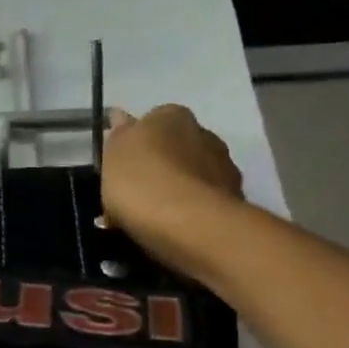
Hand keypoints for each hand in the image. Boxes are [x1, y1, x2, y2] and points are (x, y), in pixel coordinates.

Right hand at [100, 105, 243, 268]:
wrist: (190, 224)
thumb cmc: (142, 182)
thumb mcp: (114, 155)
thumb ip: (118, 135)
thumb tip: (121, 116)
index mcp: (172, 116)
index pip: (152, 122)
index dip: (136, 145)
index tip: (122, 169)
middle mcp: (204, 133)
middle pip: (175, 149)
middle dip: (160, 168)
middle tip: (136, 196)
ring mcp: (224, 166)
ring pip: (191, 176)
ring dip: (177, 190)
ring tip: (154, 220)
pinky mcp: (234, 199)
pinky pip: (203, 202)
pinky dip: (191, 213)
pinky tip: (174, 231)